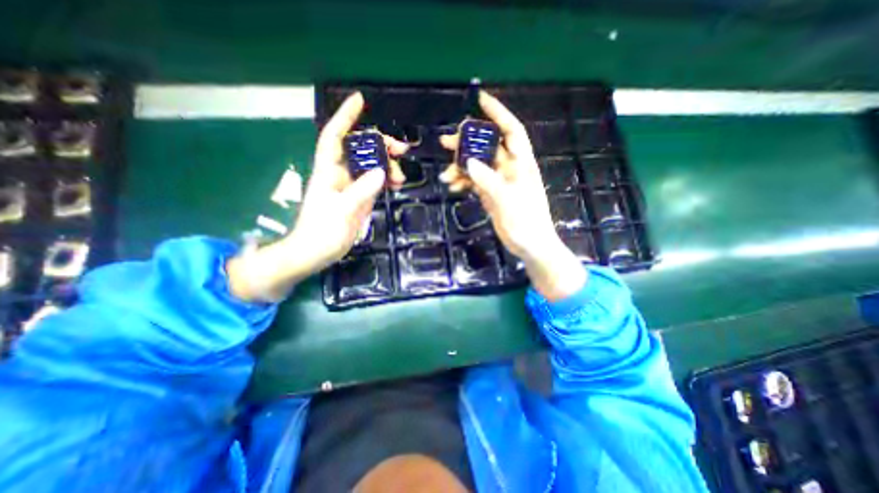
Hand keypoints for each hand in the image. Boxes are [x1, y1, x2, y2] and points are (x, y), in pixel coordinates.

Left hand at [223, 90, 405, 301]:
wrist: (316, 253)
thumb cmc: (322, 231)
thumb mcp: (342, 210)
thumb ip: (362, 190)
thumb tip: (382, 171)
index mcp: (329, 171)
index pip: (335, 136)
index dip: (346, 117)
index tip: (361, 101)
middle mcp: (340, 173)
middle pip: (360, 149)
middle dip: (381, 145)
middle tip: (402, 149)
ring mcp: (351, 186)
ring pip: (371, 166)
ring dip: (388, 165)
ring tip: (401, 177)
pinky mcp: (359, 197)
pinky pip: (375, 182)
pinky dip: (387, 180)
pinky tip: (397, 183)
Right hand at [437, 91, 585, 302]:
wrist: (530, 245)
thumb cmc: (526, 223)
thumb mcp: (508, 201)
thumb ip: (489, 181)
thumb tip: (469, 163)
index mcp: (521, 164)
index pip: (511, 131)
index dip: (498, 113)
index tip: (480, 100)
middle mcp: (510, 168)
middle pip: (487, 147)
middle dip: (467, 142)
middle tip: (445, 143)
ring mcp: (499, 181)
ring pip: (477, 165)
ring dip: (461, 167)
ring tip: (446, 176)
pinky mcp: (491, 193)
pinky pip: (475, 181)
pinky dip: (464, 182)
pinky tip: (454, 187)